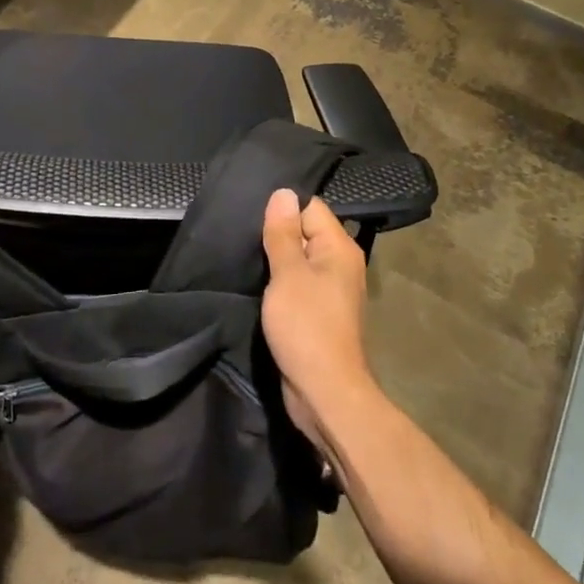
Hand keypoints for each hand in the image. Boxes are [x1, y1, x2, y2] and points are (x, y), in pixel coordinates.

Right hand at [260, 188, 374, 455]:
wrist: (324, 391)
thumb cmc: (307, 327)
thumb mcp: (288, 274)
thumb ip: (283, 234)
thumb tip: (283, 192)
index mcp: (340, 248)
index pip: (310, 208)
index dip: (282, 211)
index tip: (253, 220)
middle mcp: (341, 264)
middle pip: (305, 232)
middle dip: (276, 235)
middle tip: (243, 238)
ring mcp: (331, 290)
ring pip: (299, 260)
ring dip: (276, 261)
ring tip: (246, 259)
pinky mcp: (319, 312)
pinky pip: (298, 284)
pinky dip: (280, 283)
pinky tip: (258, 285)